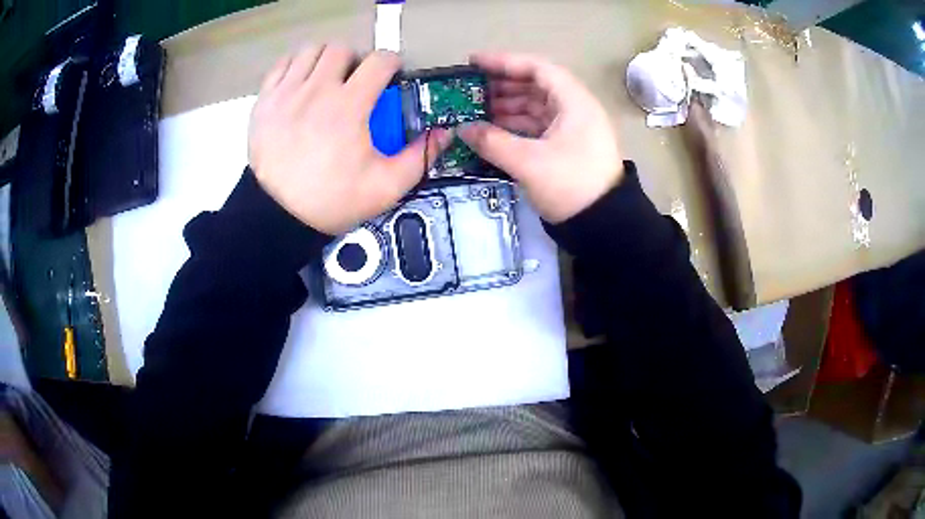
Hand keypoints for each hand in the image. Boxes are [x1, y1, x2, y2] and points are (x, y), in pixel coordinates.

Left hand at [248, 45, 451, 234]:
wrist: (277, 216)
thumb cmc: (330, 201)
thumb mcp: (385, 187)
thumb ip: (419, 157)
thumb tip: (444, 132)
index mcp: (349, 106)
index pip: (379, 60)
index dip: (392, 63)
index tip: (391, 77)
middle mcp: (317, 90)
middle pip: (343, 49)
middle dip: (356, 60)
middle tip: (356, 81)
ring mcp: (287, 92)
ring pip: (311, 51)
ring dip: (326, 59)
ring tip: (328, 80)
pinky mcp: (265, 100)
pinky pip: (282, 64)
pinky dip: (296, 66)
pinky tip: (301, 83)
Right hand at [458, 52, 623, 223]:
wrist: (604, 225)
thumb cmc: (571, 185)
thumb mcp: (529, 162)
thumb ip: (492, 142)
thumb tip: (463, 129)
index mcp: (574, 102)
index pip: (538, 69)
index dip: (504, 62)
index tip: (474, 63)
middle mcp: (575, 109)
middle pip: (535, 86)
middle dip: (502, 86)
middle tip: (470, 90)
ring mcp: (572, 129)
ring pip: (535, 108)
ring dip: (506, 108)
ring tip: (475, 112)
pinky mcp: (567, 147)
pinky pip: (537, 127)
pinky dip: (515, 127)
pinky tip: (493, 132)